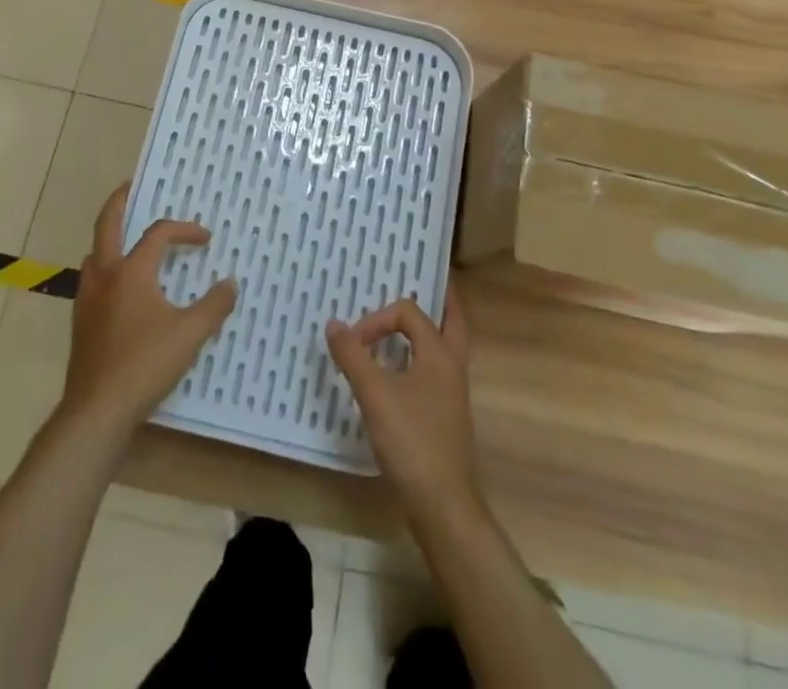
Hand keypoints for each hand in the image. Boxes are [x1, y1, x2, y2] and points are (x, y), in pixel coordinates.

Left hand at [60, 184, 236, 445]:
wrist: (96, 410)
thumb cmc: (145, 364)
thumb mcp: (190, 334)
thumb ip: (213, 306)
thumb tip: (229, 283)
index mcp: (132, 271)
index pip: (158, 234)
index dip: (184, 230)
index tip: (206, 240)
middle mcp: (105, 276)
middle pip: (106, 225)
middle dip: (118, 202)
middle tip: (130, 186)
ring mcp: (87, 299)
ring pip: (95, 254)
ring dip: (111, 240)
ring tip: (129, 240)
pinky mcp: (81, 322)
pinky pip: (93, 281)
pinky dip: (107, 269)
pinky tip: (122, 290)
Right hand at [326, 286, 480, 514]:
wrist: (443, 505)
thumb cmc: (411, 441)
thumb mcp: (374, 394)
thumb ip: (353, 355)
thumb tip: (334, 323)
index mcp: (440, 353)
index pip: (410, 313)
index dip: (378, 319)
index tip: (354, 342)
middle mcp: (452, 366)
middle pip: (452, 320)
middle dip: (440, 300)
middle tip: (425, 281)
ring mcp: (453, 393)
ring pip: (446, 347)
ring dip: (429, 330)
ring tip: (406, 322)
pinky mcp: (447, 416)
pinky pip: (436, 370)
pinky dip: (421, 358)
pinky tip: (400, 372)